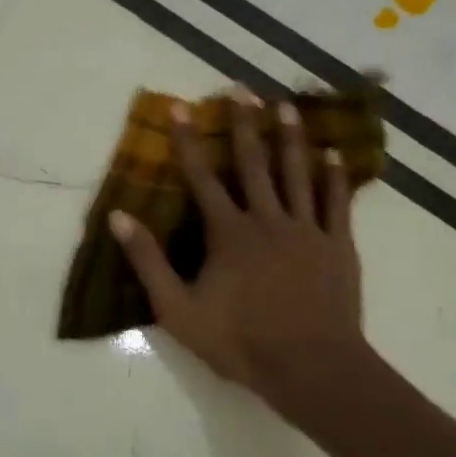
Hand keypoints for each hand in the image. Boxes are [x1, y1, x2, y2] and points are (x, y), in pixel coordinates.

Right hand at [109, 90, 368, 419]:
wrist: (310, 367)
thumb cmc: (239, 342)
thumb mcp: (177, 309)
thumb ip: (148, 262)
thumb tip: (118, 217)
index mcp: (227, 233)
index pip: (201, 178)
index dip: (187, 141)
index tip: (180, 107)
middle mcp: (267, 219)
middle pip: (253, 163)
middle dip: (244, 124)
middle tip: (241, 89)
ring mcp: (306, 230)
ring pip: (297, 173)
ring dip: (289, 138)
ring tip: (285, 106)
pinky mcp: (337, 245)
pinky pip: (336, 202)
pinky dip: (334, 177)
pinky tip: (333, 155)